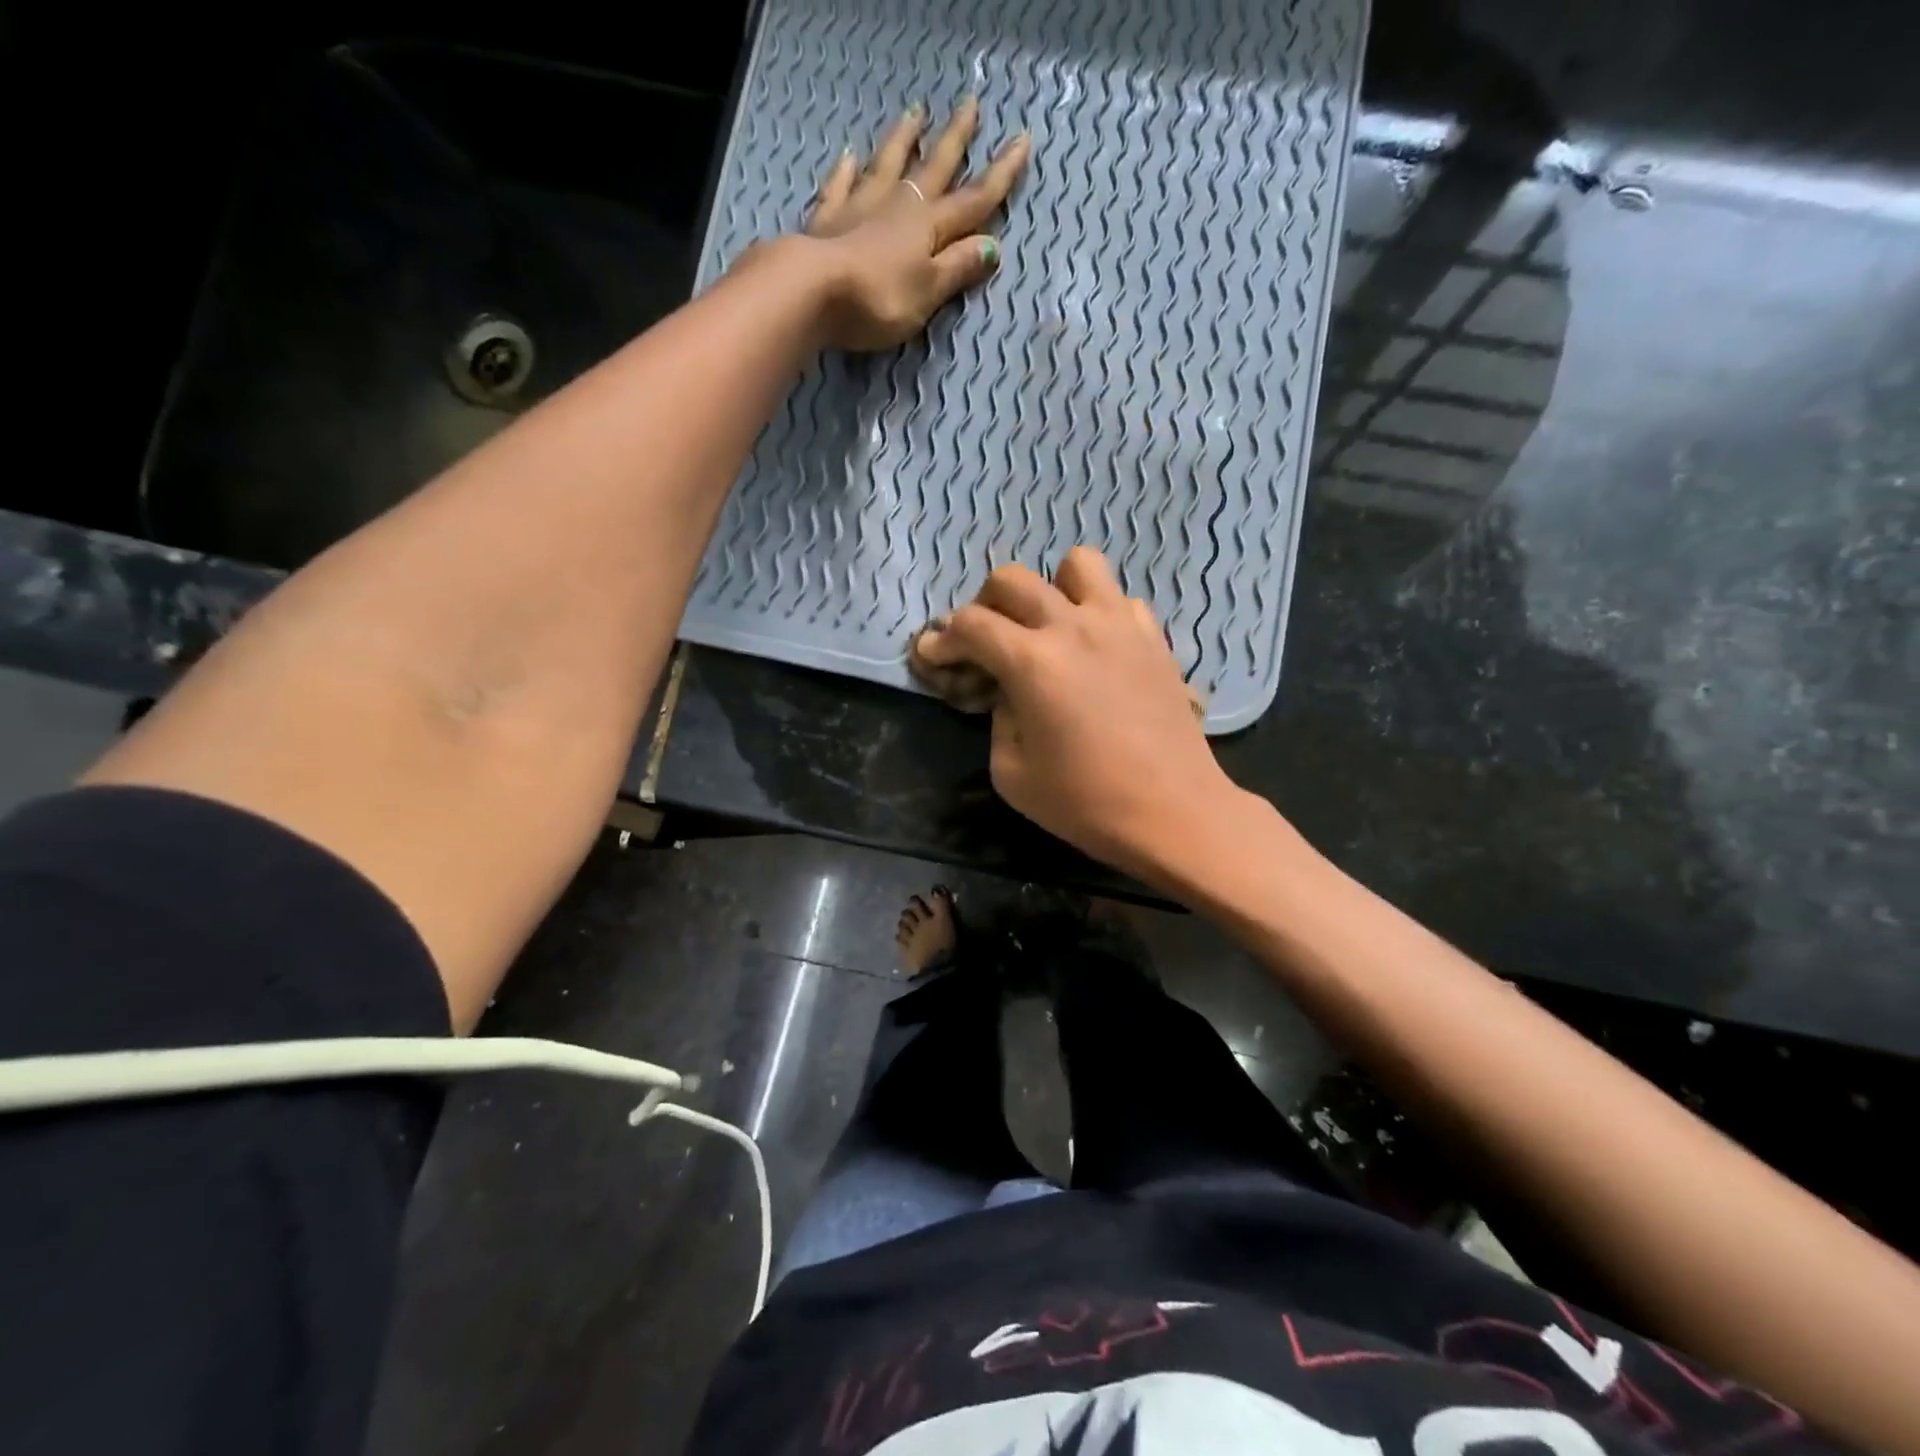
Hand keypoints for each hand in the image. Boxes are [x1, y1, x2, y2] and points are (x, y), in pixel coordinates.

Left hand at [800, 98, 1030, 350]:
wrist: (813, 290)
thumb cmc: (879, 298)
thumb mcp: (928, 291)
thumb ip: (957, 268)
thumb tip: (992, 246)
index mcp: (928, 226)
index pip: (974, 200)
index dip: (1001, 174)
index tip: (1022, 140)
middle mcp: (898, 206)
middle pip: (933, 168)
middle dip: (955, 139)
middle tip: (969, 104)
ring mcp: (860, 207)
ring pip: (888, 165)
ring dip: (904, 140)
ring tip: (915, 113)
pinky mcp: (827, 219)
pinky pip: (840, 186)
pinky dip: (846, 170)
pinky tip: (850, 155)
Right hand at [912, 547, 1253, 883]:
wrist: (1174, 812)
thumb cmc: (1086, 803)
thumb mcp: (1012, 774)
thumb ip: (999, 719)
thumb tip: (1009, 692)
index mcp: (1031, 662)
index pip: (970, 624)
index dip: (943, 638)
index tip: (933, 655)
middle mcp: (1073, 627)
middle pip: (1012, 579)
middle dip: (984, 604)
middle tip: (985, 641)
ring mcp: (1120, 625)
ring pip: (1077, 564)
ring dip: (1051, 588)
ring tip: (1048, 627)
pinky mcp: (1154, 638)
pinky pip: (1119, 600)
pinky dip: (1098, 612)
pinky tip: (1096, 648)